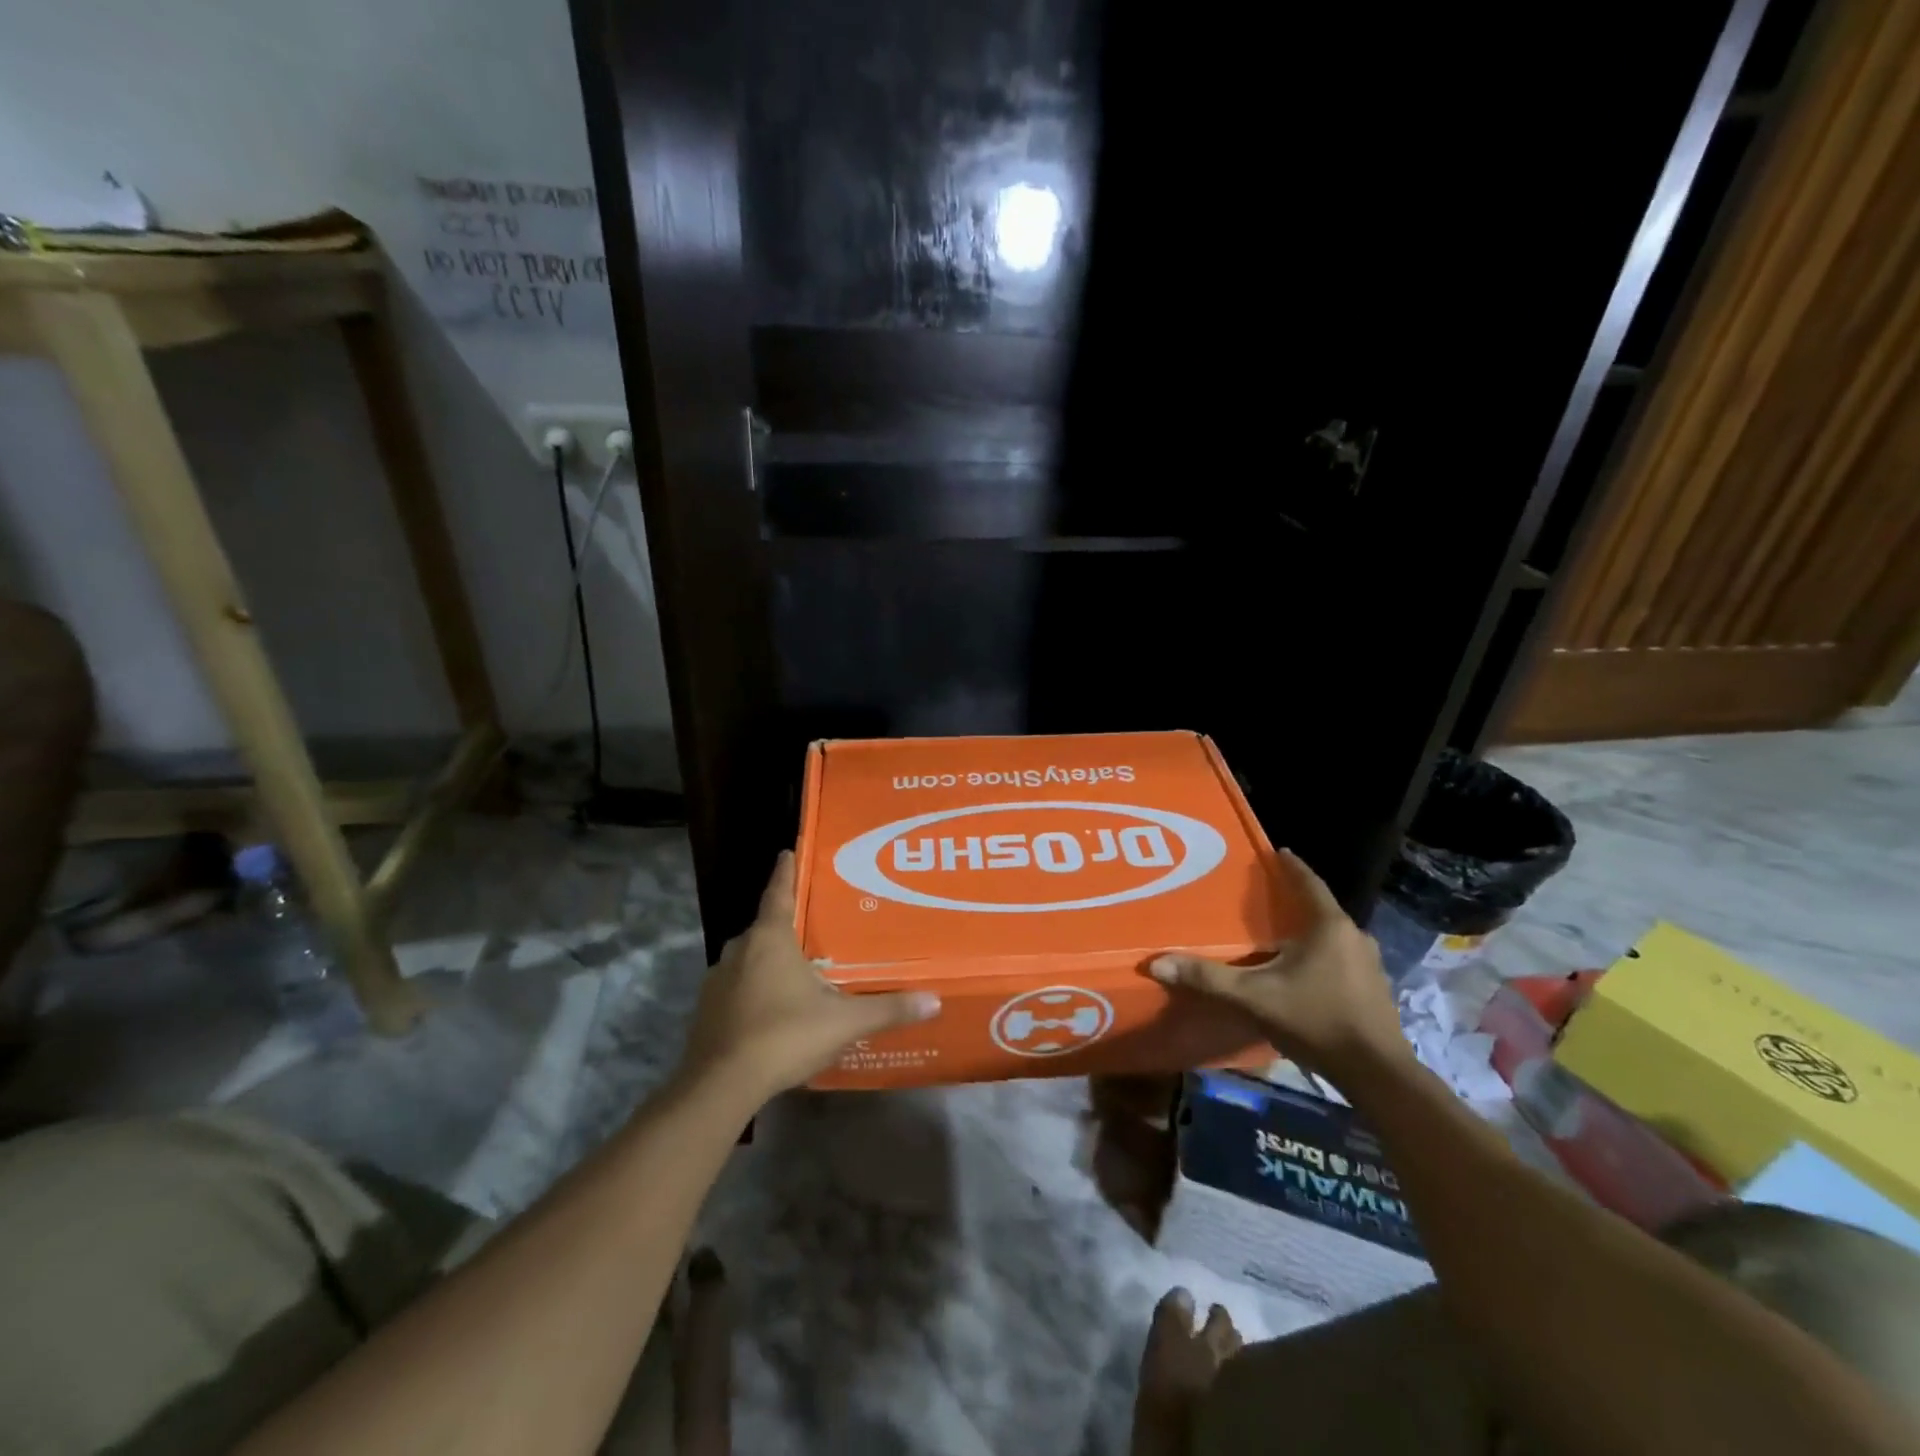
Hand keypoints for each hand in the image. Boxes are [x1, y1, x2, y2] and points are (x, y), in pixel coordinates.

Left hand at [678, 851, 941, 1101]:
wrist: (719, 1085)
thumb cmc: (784, 1035)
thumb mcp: (843, 1022)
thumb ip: (887, 1009)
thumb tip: (934, 1000)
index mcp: (770, 939)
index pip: (779, 893)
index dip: (786, 872)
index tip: (788, 852)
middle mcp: (739, 950)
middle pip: (764, 927)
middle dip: (785, 925)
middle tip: (811, 928)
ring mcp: (718, 980)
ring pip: (748, 959)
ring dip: (767, 960)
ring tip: (795, 971)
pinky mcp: (706, 1010)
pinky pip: (736, 987)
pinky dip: (753, 990)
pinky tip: (771, 1010)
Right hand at [1149, 849, 1408, 1078]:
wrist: (1377, 1074)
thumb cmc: (1315, 1020)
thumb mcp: (1253, 997)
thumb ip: (1208, 978)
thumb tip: (1157, 962)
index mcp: (1329, 927)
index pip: (1308, 883)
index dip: (1291, 867)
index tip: (1276, 852)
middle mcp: (1355, 937)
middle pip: (1320, 909)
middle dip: (1294, 902)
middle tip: (1265, 899)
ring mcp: (1370, 965)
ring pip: (1332, 937)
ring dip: (1309, 932)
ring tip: (1280, 936)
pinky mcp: (1375, 991)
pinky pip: (1342, 960)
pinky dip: (1321, 957)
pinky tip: (1302, 974)